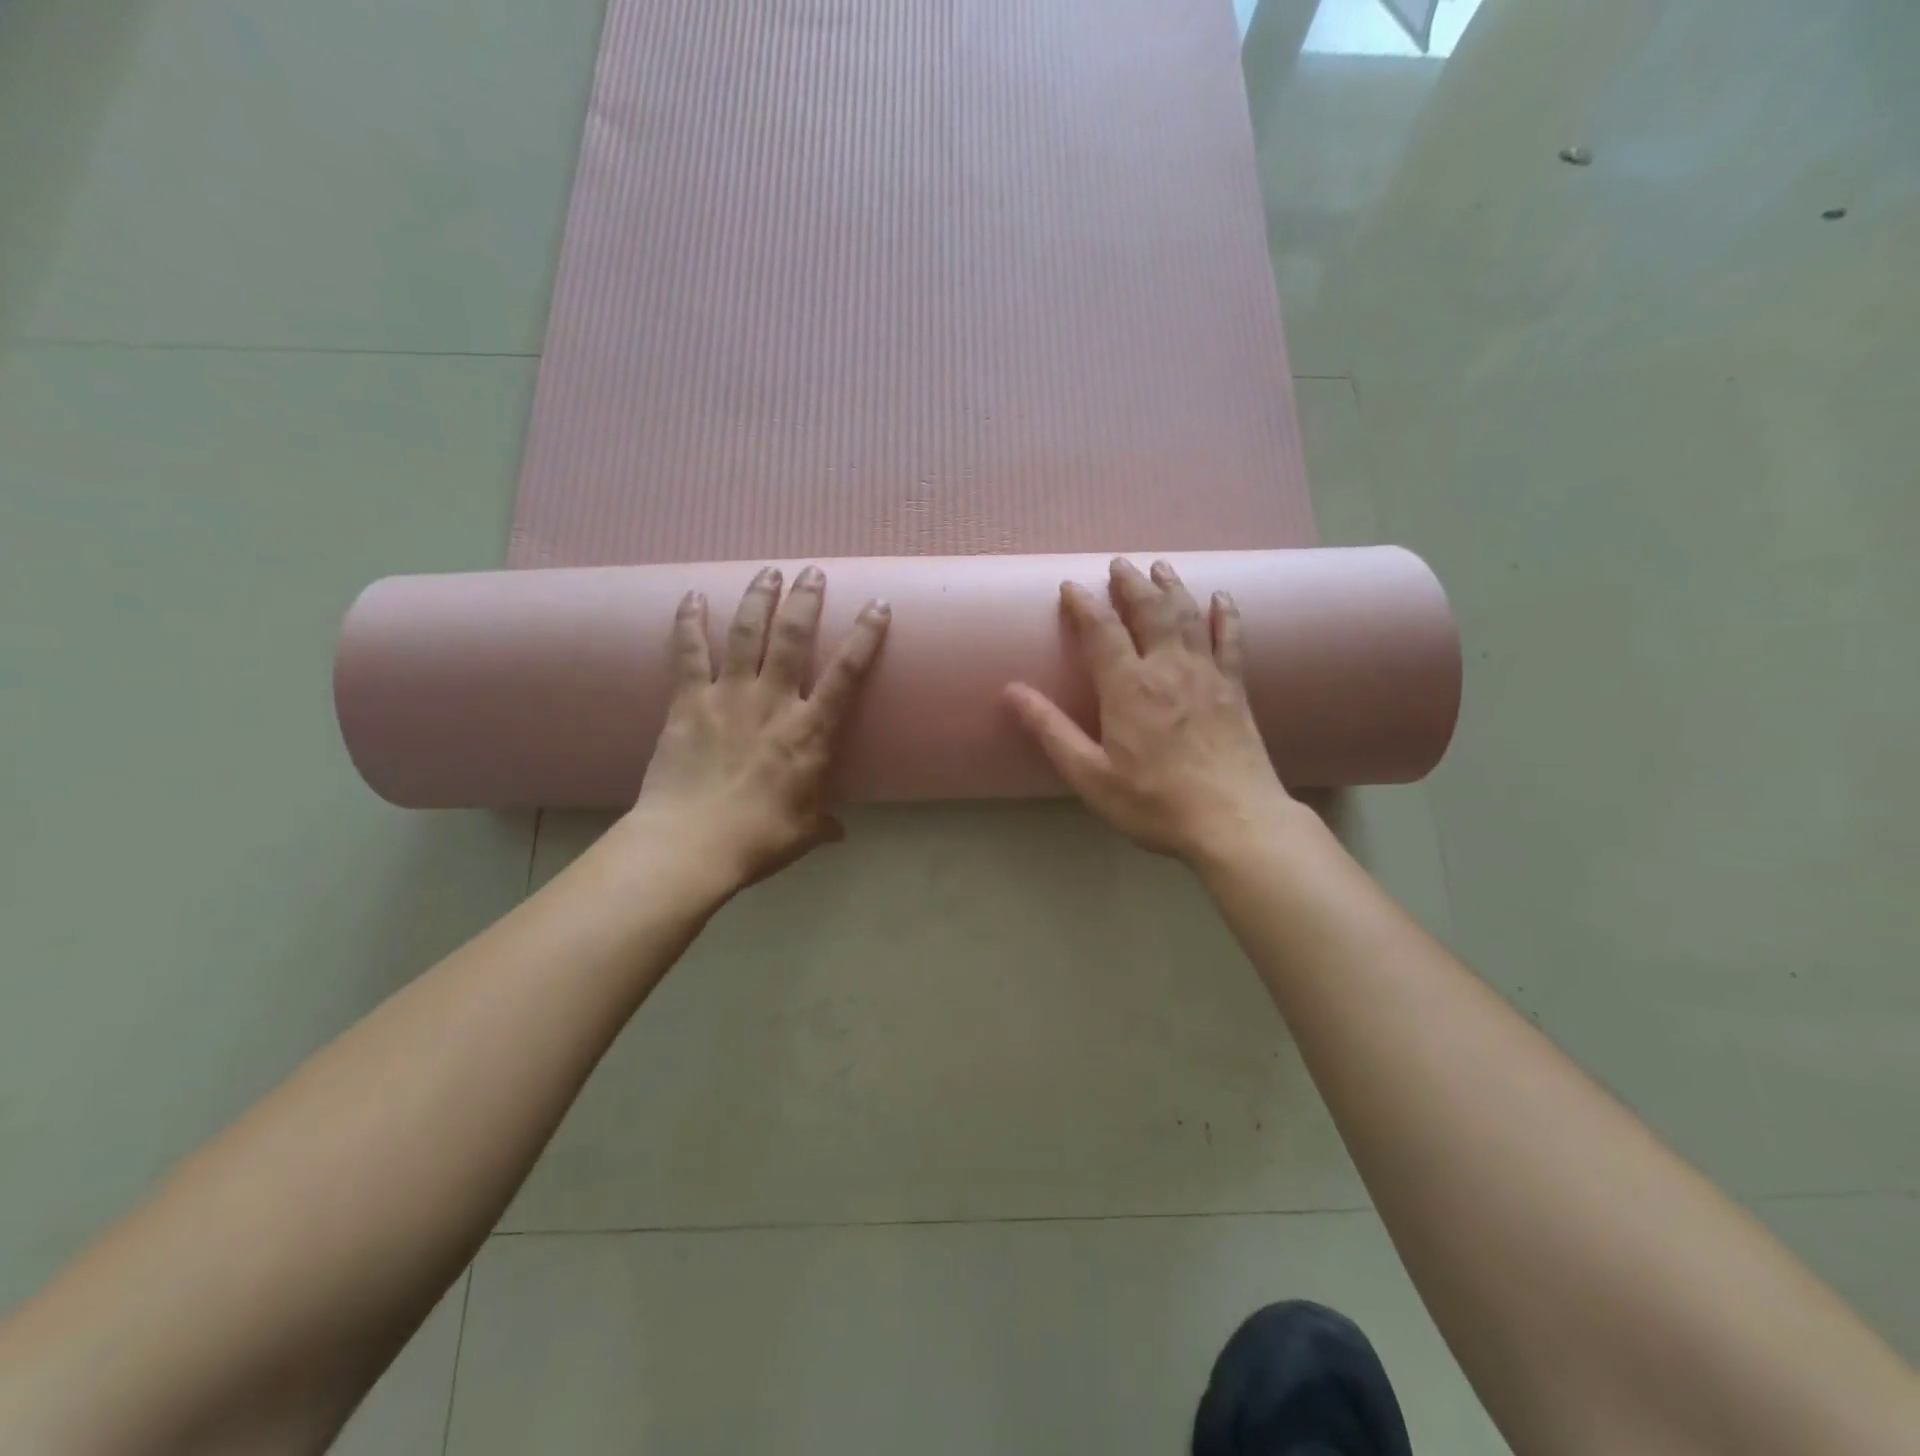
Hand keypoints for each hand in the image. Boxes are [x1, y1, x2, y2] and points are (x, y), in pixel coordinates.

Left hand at [624, 565, 889, 890]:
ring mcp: (728, 697)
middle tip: (812, 572)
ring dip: (759, 599)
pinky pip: (689, 653)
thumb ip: (824, 823)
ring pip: (747, 634)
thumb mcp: (803, 832)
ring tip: (768, 571)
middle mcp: (773, 702)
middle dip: (805, 600)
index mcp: (810, 732)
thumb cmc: (758, 839)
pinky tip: (692, 595)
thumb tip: (840, 832)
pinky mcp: (688, 702)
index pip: (846, 673)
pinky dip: (690, 622)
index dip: (865, 635)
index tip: (876, 605)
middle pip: (793, 637)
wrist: (690, 845)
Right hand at [1005, 558, 1297, 862]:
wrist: (1235, 822)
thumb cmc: (1154, 803)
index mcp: (1128, 688)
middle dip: (1131, 584)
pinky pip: (1230, 639)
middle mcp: (1168, 669)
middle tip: (1118, 564)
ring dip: (1171, 587)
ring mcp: (1207, 675)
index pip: (1102, 631)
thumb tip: (1012, 691)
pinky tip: (1221, 598)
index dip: (1084, 605)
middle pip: (1149, 611)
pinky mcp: (1235, 689)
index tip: (1070, 586)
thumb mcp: (1090, 775)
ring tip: (1159, 567)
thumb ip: (1052, 730)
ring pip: (1187, 616)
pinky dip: (1224, 614)